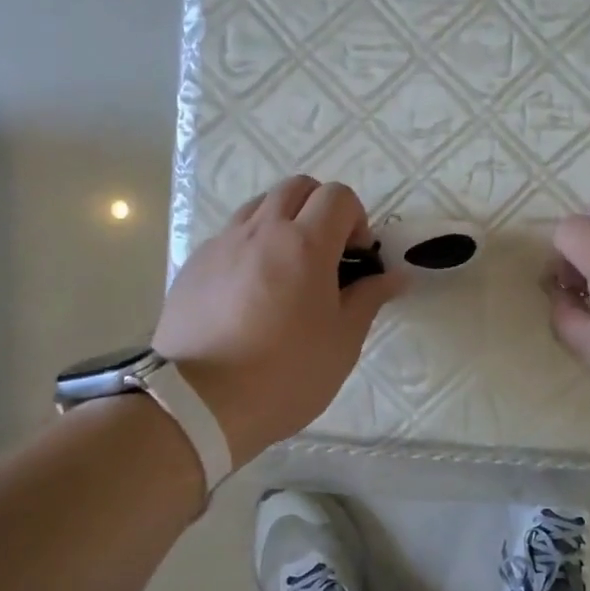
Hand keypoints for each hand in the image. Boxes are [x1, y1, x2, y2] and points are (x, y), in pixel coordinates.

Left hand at [154, 177, 403, 464]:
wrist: (199, 403)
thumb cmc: (286, 374)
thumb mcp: (342, 342)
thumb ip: (369, 299)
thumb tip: (395, 276)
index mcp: (304, 244)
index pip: (338, 196)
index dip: (356, 219)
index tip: (356, 258)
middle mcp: (261, 231)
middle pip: (297, 187)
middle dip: (320, 208)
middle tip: (326, 255)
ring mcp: (222, 244)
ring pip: (259, 205)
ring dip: (283, 222)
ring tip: (286, 270)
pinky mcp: (194, 265)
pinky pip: (230, 235)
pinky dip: (250, 245)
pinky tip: (249, 292)